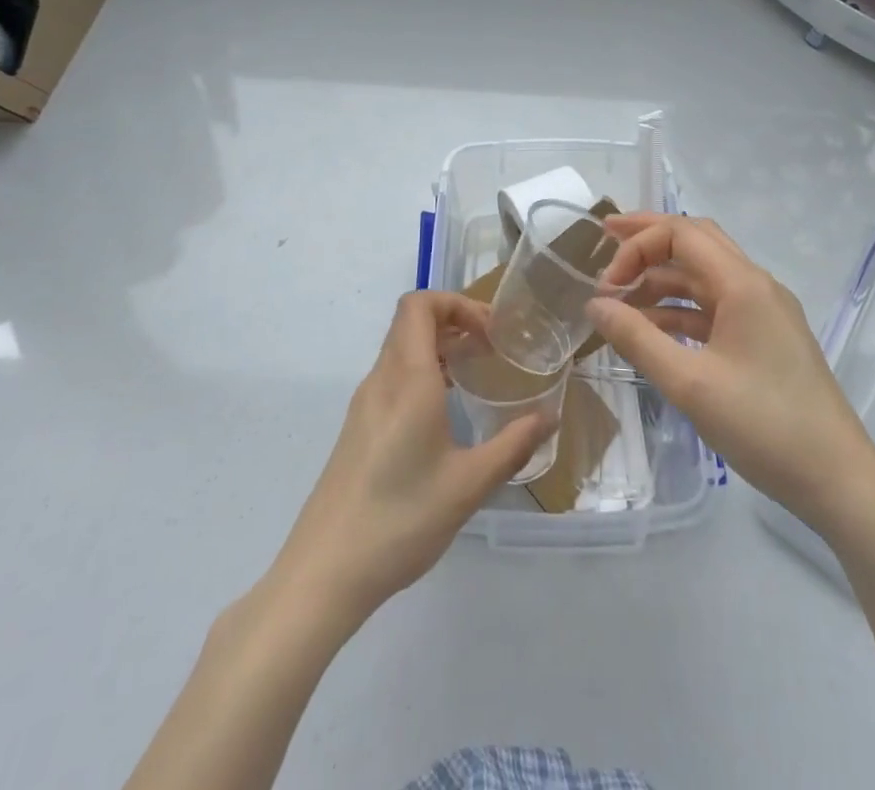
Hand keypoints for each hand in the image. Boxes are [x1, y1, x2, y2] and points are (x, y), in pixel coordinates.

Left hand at [274, 291, 554, 623]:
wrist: (324, 572)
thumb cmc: (400, 519)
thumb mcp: (468, 485)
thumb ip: (513, 445)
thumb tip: (550, 416)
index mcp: (407, 379)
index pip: (420, 305)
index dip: (456, 302)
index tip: (491, 331)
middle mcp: (382, 380)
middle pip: (411, 321)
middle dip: (454, 320)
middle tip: (492, 347)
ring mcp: (364, 404)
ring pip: (400, 348)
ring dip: (438, 346)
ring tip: (475, 372)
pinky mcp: (358, 428)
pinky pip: (392, 376)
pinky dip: (422, 371)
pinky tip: (445, 410)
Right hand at [586, 214, 874, 537]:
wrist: (838, 480)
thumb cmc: (764, 426)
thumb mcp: (690, 384)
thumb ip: (637, 339)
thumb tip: (594, 304)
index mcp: (743, 283)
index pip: (681, 233)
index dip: (637, 246)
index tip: (605, 284)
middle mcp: (755, 285)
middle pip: (695, 241)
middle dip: (648, 240)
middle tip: (605, 243)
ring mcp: (764, 312)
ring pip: (704, 276)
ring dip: (662, 279)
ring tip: (619, 300)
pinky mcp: (765, 338)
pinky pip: (715, 307)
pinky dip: (680, 310)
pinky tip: (653, 331)